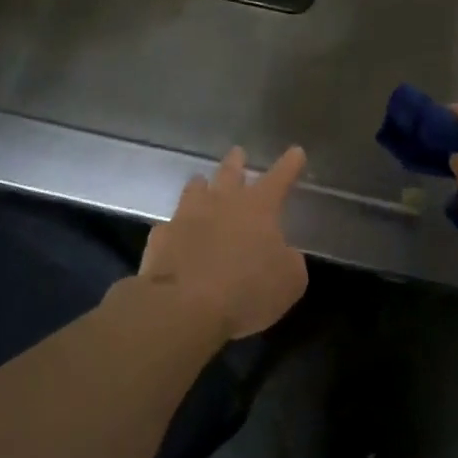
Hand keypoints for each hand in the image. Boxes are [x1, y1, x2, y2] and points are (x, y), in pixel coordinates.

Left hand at [140, 146, 308, 338]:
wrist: (183, 306)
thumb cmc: (247, 290)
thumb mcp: (289, 281)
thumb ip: (289, 261)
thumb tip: (283, 254)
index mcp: (258, 208)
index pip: (279, 178)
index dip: (289, 165)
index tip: (296, 151)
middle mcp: (222, 203)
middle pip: (230, 173)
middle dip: (237, 162)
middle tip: (238, 152)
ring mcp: (187, 217)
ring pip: (195, 190)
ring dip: (201, 185)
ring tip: (201, 181)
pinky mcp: (161, 238)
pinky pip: (170, 225)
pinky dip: (176, 227)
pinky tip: (175, 232)